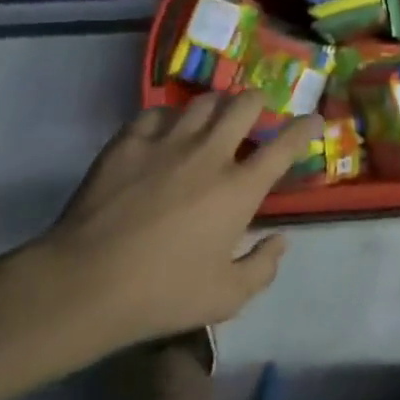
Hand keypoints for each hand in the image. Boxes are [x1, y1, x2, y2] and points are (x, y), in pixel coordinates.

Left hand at [8, 93, 319, 370]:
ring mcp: (167, 141)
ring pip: (203, 101)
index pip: (284, 145)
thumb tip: (281, 240)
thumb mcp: (225, 298)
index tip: (313, 119)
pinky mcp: (130, 141)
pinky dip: (169, 117)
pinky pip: (157, 113)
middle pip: (245, 105)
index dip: (305, 127)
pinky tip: (165, 130)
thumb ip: (262, 267)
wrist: (86, 283)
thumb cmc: (162, 294)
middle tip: (256, 113)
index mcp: (238, 188)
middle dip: (258, 102)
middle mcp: (210, 153)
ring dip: (216, 105)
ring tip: (213, 116)